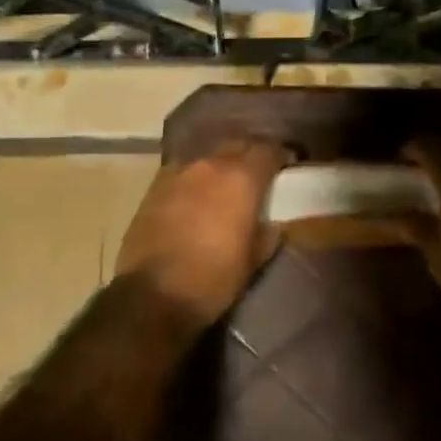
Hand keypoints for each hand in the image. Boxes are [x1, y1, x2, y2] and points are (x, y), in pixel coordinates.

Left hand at [114, 140, 293, 325]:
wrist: (152, 294)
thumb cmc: (212, 278)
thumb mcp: (252, 260)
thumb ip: (267, 233)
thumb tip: (271, 223)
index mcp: (240, 178)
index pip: (268, 150)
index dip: (281, 156)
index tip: (288, 166)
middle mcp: (210, 164)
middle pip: (236, 146)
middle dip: (250, 156)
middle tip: (258, 175)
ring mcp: (178, 172)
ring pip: (208, 157)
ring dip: (220, 166)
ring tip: (226, 186)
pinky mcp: (154, 186)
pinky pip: (184, 172)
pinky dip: (196, 179)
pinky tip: (196, 197)